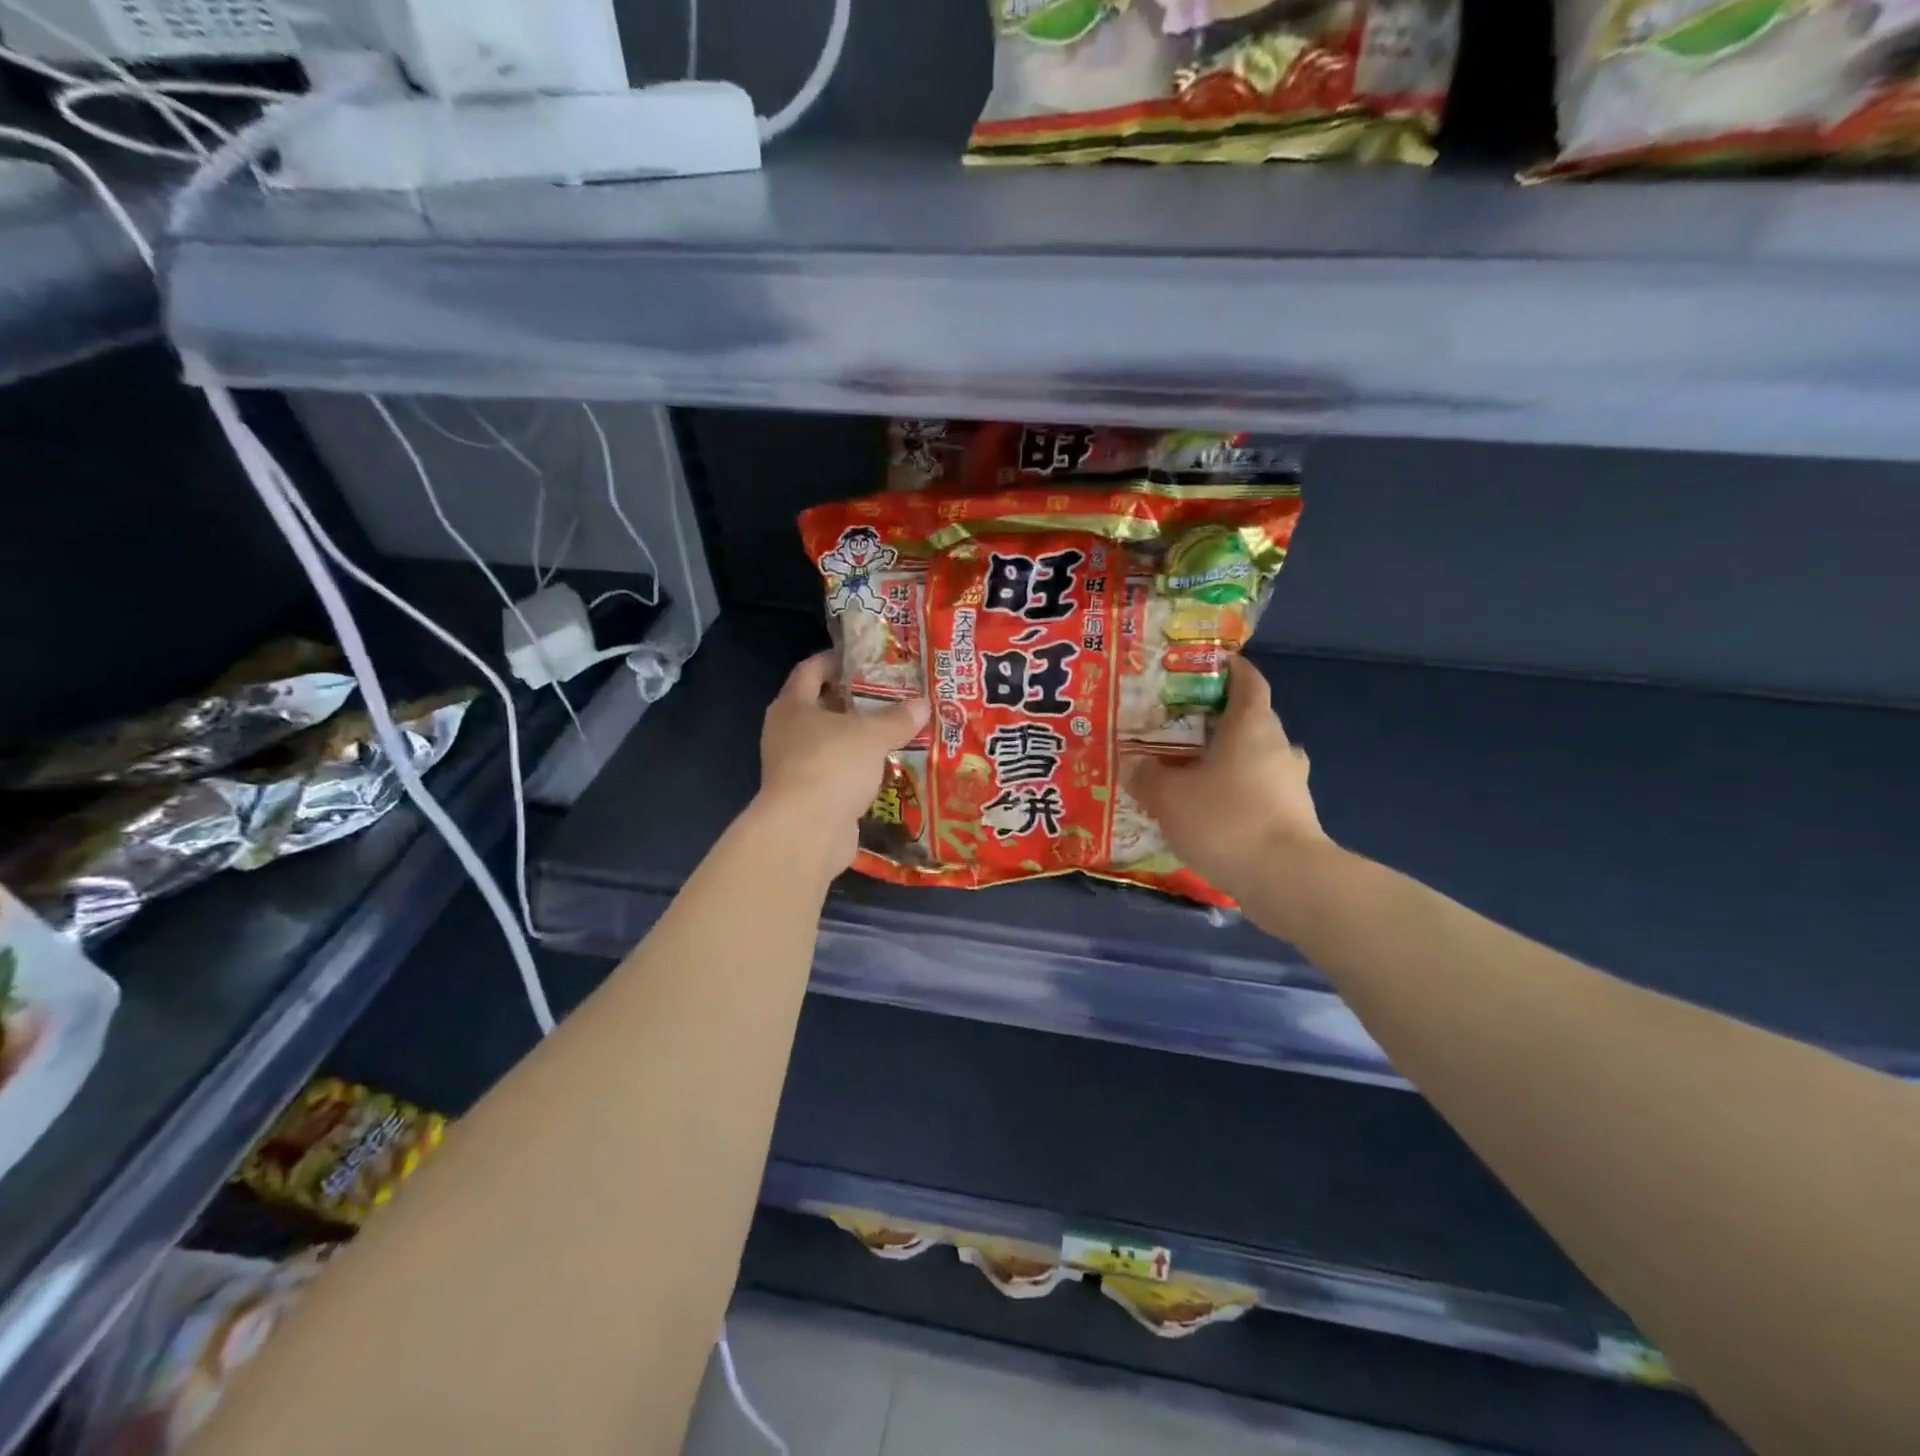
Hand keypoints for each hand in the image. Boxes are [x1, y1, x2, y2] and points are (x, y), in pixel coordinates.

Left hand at [756, 652, 928, 871]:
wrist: (806, 831)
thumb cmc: (832, 765)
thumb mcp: (872, 735)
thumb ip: (897, 718)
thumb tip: (923, 704)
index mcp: (792, 706)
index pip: (810, 670)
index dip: (836, 660)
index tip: (866, 657)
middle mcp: (787, 732)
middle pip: (821, 706)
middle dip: (855, 701)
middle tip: (892, 694)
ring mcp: (795, 767)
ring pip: (831, 742)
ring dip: (859, 738)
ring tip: (896, 730)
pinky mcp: (809, 797)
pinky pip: (837, 773)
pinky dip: (858, 769)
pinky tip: (886, 767)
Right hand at [1126, 655, 1330, 898]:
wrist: (1286, 879)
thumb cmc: (1225, 819)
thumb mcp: (1168, 796)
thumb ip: (1146, 775)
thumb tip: (1132, 763)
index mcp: (1251, 725)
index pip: (1248, 680)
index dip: (1229, 669)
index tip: (1204, 667)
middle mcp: (1278, 745)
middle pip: (1249, 720)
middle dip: (1216, 722)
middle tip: (1177, 728)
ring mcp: (1291, 783)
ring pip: (1255, 759)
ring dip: (1226, 762)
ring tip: (1189, 773)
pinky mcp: (1294, 817)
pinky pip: (1259, 793)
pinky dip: (1236, 794)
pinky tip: (1209, 813)